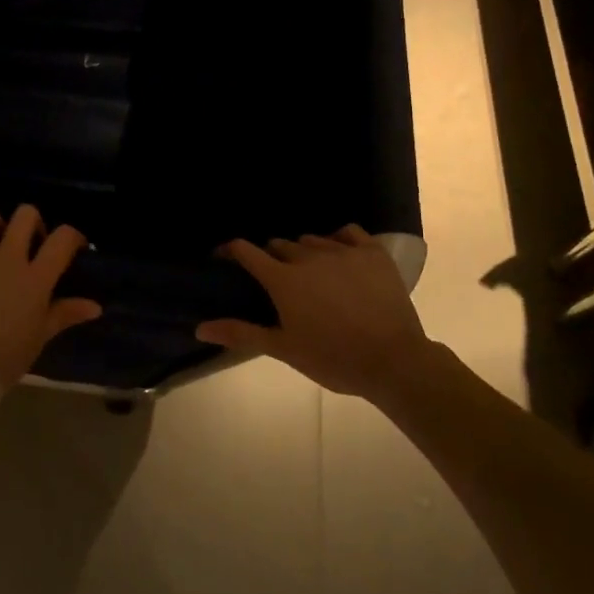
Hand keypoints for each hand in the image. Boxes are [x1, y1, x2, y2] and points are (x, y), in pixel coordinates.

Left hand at [0, 205, 102, 393]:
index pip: (62, 239)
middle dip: (31, 221)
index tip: (72, 245)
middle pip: (25, 216)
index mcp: (35, 278)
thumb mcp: (39, 338)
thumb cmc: (4, 360)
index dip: (72, 235)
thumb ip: (65, 314)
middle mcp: (6, 259)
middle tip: (29, 240)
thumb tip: (95, 306)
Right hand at [195, 225, 441, 398]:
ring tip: (312, 274)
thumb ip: (241, 333)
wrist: (393, 361)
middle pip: (280, 245)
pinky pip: (348, 233)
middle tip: (279, 282)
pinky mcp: (372, 253)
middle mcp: (308, 256)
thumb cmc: (333, 359)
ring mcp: (343, 251)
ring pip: (312, 240)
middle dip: (273, 258)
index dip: (231, 251)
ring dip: (304, 252)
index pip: (247, 252)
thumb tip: (200, 328)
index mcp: (283, 279)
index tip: (224, 257)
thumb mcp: (284, 349)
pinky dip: (339, 240)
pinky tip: (341, 255)